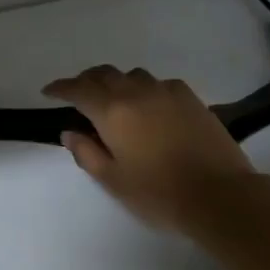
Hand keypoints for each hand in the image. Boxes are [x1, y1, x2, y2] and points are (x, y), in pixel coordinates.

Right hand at [43, 66, 258, 233]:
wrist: (220, 195)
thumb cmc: (160, 194)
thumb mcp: (114, 180)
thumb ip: (87, 153)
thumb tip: (70, 132)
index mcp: (112, 111)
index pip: (78, 90)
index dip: (61, 88)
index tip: (49, 91)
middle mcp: (136, 92)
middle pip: (104, 74)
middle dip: (86, 81)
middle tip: (78, 95)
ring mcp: (166, 91)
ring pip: (132, 76)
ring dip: (117, 83)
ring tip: (115, 100)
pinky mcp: (190, 97)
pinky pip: (158, 84)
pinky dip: (145, 90)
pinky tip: (150, 107)